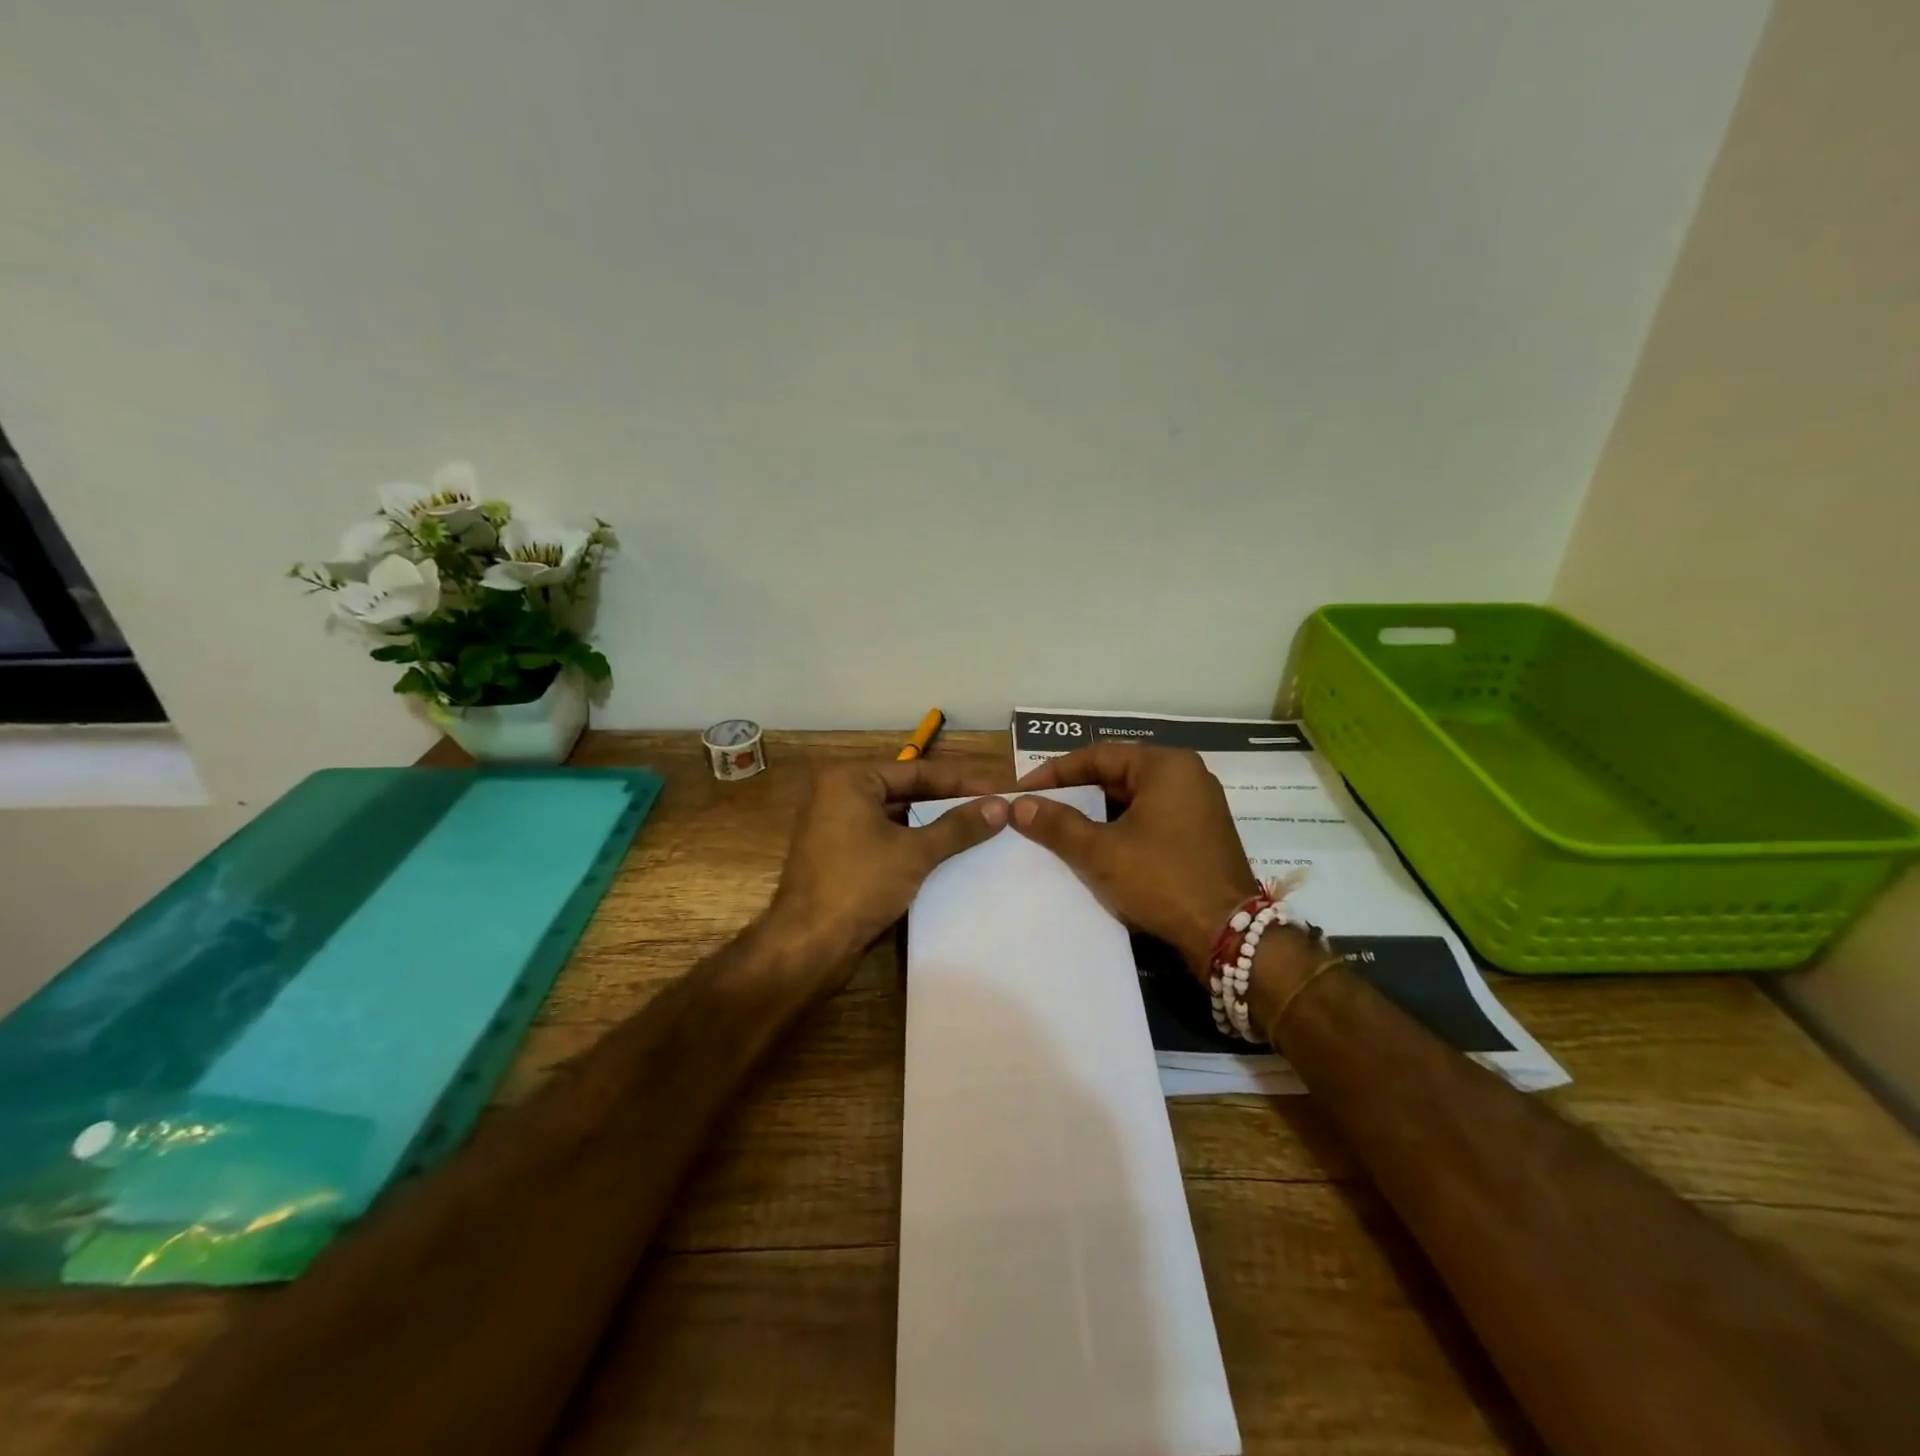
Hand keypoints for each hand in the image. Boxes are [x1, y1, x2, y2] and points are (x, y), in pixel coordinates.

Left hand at [766, 758, 1011, 973]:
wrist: (808, 945)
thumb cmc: (859, 884)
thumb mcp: (914, 852)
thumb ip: (958, 827)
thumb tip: (1000, 806)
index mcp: (849, 780)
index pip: (917, 770)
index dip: (961, 782)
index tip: (998, 790)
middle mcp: (838, 795)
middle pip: (906, 792)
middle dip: (948, 803)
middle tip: (992, 810)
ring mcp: (836, 828)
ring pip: (897, 819)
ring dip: (934, 826)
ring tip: (978, 831)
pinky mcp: (840, 858)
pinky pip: (885, 841)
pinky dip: (914, 846)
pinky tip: (948, 857)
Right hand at [1012, 743, 1256, 975]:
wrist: (1227, 933)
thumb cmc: (1161, 880)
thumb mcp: (1101, 852)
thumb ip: (1057, 824)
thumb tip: (1018, 805)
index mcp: (1166, 766)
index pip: (1098, 755)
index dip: (1055, 772)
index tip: (1023, 790)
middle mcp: (1186, 775)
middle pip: (1117, 774)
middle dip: (1076, 792)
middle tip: (1039, 808)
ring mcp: (1198, 805)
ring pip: (1134, 798)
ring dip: (1097, 812)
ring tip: (1060, 828)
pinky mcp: (1201, 833)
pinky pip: (1151, 817)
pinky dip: (1121, 827)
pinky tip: (1096, 846)